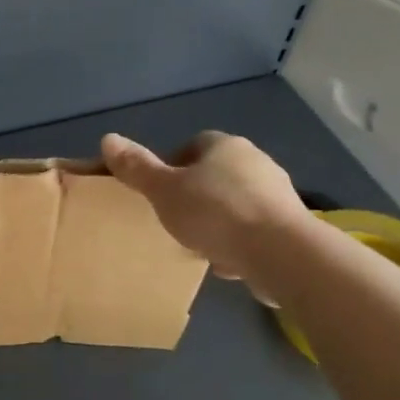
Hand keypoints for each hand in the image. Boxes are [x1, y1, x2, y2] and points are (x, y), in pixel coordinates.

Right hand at [100, 131, 312, 304]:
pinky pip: (255, 228)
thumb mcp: (164, 191)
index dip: (173, 165)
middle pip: (215, 174)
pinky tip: (228, 261)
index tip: (160, 191)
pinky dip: (240, 241)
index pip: (193, 144)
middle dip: (196, 194)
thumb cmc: (215, 213)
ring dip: (219, 220)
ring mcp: (278, 193)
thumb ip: (136, 167)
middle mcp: (256, 161)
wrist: (282, 253)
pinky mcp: (292, 225)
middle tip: (175, 218)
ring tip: (200, 244)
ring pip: (236, 202)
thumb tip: (107, 138)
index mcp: (224, 145)